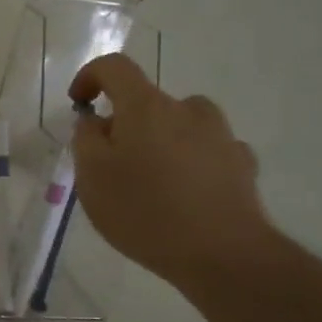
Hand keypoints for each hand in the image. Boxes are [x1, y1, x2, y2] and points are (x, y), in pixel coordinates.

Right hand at [69, 54, 273, 289]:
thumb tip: (96, 121)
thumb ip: (86, 139)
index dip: (90, 77)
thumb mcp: (91, 177)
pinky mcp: (241, 164)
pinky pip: (205, 151)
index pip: (114, 67)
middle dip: (125, 124)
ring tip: (149, 183)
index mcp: (146, 106)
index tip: (79, 104)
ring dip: (160, 142)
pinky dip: (189, 163)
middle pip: (147, 102)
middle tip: (111, 164)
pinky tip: (183, 196)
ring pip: (179, 126)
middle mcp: (187, 109)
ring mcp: (220, 135)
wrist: (224, 254)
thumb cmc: (145, 211)